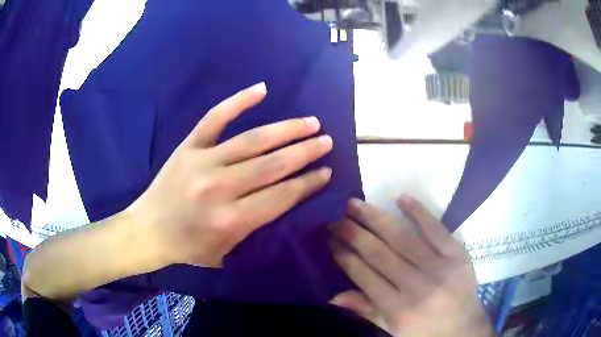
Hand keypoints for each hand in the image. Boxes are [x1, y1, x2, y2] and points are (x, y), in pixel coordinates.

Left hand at [128, 82, 332, 267]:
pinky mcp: (188, 146)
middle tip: (326, 141)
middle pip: (273, 165)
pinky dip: (238, 101)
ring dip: (286, 130)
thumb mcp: (228, 251)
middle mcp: (220, 188)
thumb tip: (288, 198)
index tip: (327, 172)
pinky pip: (215, 118)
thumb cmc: (190, 246)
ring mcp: (203, 162)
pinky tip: (262, 89)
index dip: (308, 183)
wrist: (149, 230)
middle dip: (305, 152)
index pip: (282, 195)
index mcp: (232, 220)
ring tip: (310, 123)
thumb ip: (257, 228)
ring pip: (253, 140)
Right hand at [329, 196, 494, 336]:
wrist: (465, 330)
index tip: (330, 239)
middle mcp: (417, 286)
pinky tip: (401, 198)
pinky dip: (419, 213)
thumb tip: (333, 298)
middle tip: (334, 217)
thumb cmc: (425, 333)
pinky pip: (437, 230)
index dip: (345, 256)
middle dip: (353, 234)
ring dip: (376, 219)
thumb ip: (366, 311)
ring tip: (355, 204)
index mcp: (399, 309)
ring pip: (403, 239)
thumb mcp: (393, 331)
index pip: (365, 276)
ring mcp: (440, 268)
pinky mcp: (458, 255)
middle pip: (380, 255)